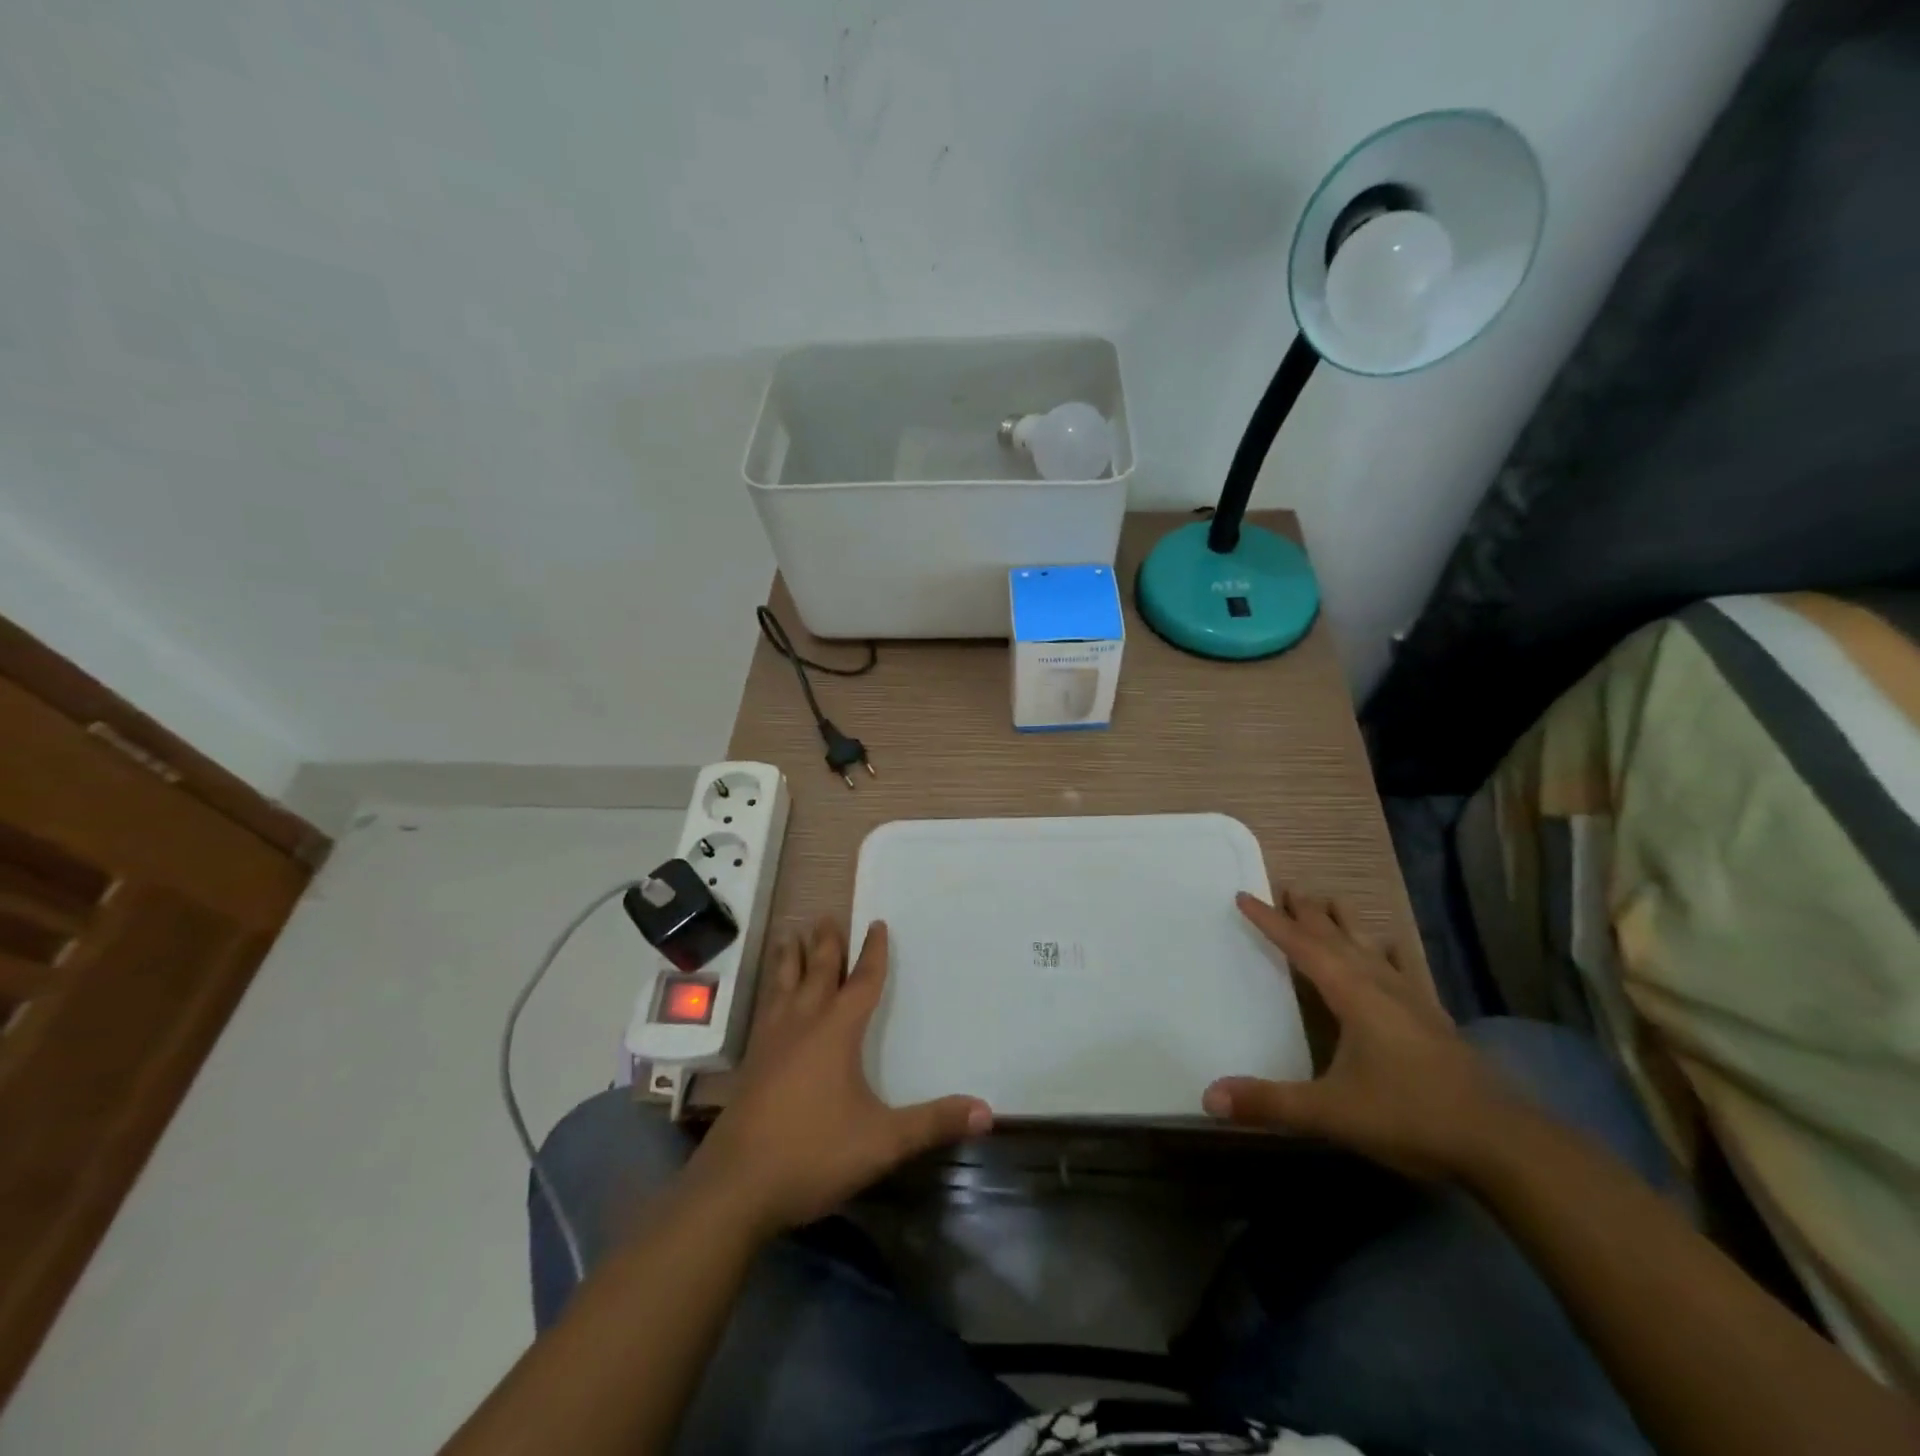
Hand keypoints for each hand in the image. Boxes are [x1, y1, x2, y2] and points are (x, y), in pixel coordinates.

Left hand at [687, 917, 991, 1235]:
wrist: (735, 1186)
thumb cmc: (813, 1154)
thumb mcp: (883, 1141)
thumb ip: (933, 1122)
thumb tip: (987, 1111)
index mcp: (836, 1032)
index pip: (861, 982)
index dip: (873, 952)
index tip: (877, 923)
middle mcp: (802, 1025)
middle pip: (816, 973)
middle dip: (825, 944)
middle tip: (826, 916)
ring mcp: (771, 1042)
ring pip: (782, 986)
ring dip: (789, 959)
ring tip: (789, 936)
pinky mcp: (751, 1064)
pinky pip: (765, 1010)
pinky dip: (770, 990)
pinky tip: (769, 1000)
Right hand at [1203, 890, 1519, 1179]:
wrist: (1504, 1144)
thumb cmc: (1411, 1116)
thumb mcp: (1332, 1112)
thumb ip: (1271, 1103)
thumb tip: (1208, 1097)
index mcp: (1352, 994)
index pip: (1301, 946)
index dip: (1270, 921)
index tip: (1245, 895)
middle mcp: (1380, 986)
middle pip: (1337, 937)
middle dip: (1310, 913)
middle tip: (1289, 888)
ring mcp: (1412, 1001)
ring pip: (1370, 947)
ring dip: (1346, 924)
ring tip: (1332, 902)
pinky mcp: (1434, 1020)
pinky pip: (1403, 970)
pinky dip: (1389, 952)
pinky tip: (1392, 948)